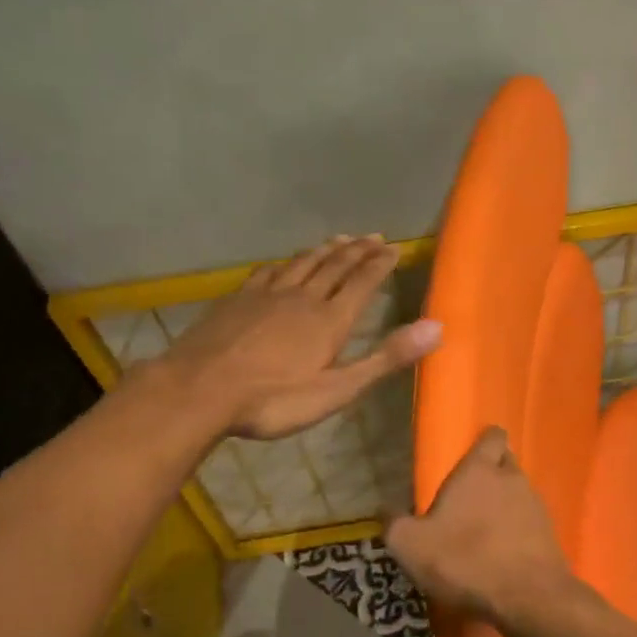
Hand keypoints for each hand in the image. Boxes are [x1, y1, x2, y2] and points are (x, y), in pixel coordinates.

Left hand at [159, 235, 441, 439]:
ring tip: (339, 239)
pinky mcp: (238, 299)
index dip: (379, 264)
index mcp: (329, 320)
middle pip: (335, 266)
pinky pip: (269, 272)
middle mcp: (302, 298)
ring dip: (324, 250)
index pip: (362, 283)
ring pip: (303, 264)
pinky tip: (284, 263)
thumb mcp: (337, 389)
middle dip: (357, 250)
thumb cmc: (274, 400)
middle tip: (373, 236)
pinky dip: (285, 263)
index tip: (393, 248)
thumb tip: (436, 328)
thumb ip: (385, 359)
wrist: (200, 389)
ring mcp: (266, 295)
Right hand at [385, 427, 581, 627]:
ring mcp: (536, 506)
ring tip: (485, 527)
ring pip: (520, 492)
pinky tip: (503, 551)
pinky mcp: (550, 534)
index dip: (485, 440)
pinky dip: (518, 530)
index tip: (473, 451)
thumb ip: (394, 523)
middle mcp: (512, 479)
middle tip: (472, 492)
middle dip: (493, 470)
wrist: (526, 597)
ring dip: (506, 503)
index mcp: (479, 470)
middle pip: (507, 462)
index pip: (492, 436)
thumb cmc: (464, 560)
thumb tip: (384, 508)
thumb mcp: (410, 545)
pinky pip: (530, 522)